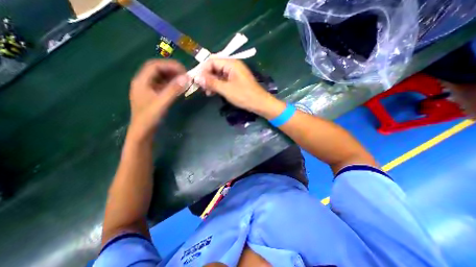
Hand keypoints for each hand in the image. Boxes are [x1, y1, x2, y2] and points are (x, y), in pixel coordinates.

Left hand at [129, 58, 190, 138]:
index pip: (155, 66)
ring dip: (172, 77)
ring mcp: (148, 89)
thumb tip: (186, 78)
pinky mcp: (152, 95)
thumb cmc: (149, 117)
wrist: (142, 132)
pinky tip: (178, 88)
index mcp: (141, 81)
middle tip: (185, 75)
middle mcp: (143, 82)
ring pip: (160, 78)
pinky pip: (162, 86)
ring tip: (183, 81)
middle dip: (171, 70)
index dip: (170, 66)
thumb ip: (173, 90)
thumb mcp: (162, 103)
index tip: (183, 71)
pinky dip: (171, 85)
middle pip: (157, 70)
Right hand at [193, 58, 276, 113]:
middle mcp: (233, 65)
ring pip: (219, 74)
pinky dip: (218, 85)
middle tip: (202, 88)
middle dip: (207, 77)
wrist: (260, 103)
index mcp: (231, 63)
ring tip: (208, 92)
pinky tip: (215, 92)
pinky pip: (224, 80)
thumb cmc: (244, 96)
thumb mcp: (226, 89)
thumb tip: (197, 77)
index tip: (197, 81)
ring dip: (212, 82)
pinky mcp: (236, 80)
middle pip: (215, 67)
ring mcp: (235, 73)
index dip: (202, 70)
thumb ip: (211, 82)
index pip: (211, 61)